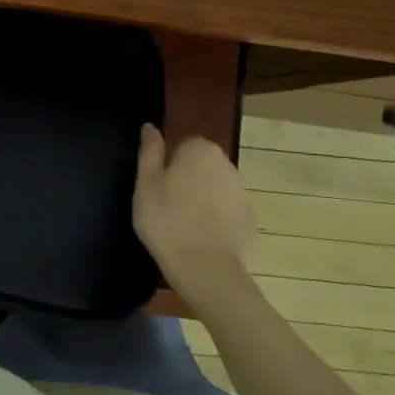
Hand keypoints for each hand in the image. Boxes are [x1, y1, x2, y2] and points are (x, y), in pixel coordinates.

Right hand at [132, 125, 256, 310]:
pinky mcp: (249, 219)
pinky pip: (225, 211)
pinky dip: (214, 219)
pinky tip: (199, 237)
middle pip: (200, 165)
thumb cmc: (166, 220)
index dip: (167, 165)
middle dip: (185, 179)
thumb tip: (150, 126)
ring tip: (181, 224)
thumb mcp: (145, 183)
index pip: (182, 145)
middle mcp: (227, 165)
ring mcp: (242, 193)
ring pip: (213, 188)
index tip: (157, 188)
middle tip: (165, 205)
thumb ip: (149, 150)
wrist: (205, 268)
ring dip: (200, 199)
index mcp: (201, 151)